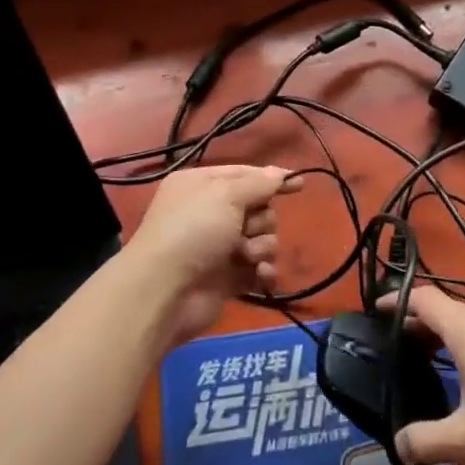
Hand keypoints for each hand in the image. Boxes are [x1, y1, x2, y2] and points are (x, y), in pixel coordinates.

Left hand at [125, 166, 299, 344]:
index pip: (244, 174)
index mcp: (202, 185)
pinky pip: (258, 268)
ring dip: (261, 246)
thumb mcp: (226, 195)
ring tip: (246, 255)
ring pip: (262, 239)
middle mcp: (209, 213)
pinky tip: (261, 275)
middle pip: (257, 208)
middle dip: (261, 219)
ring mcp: (218, 247)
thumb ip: (258, 183)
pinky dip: (263, 271)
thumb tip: (280, 173)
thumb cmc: (193, 230)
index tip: (299, 183)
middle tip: (247, 229)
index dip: (271, 179)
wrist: (165, 290)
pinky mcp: (227, 278)